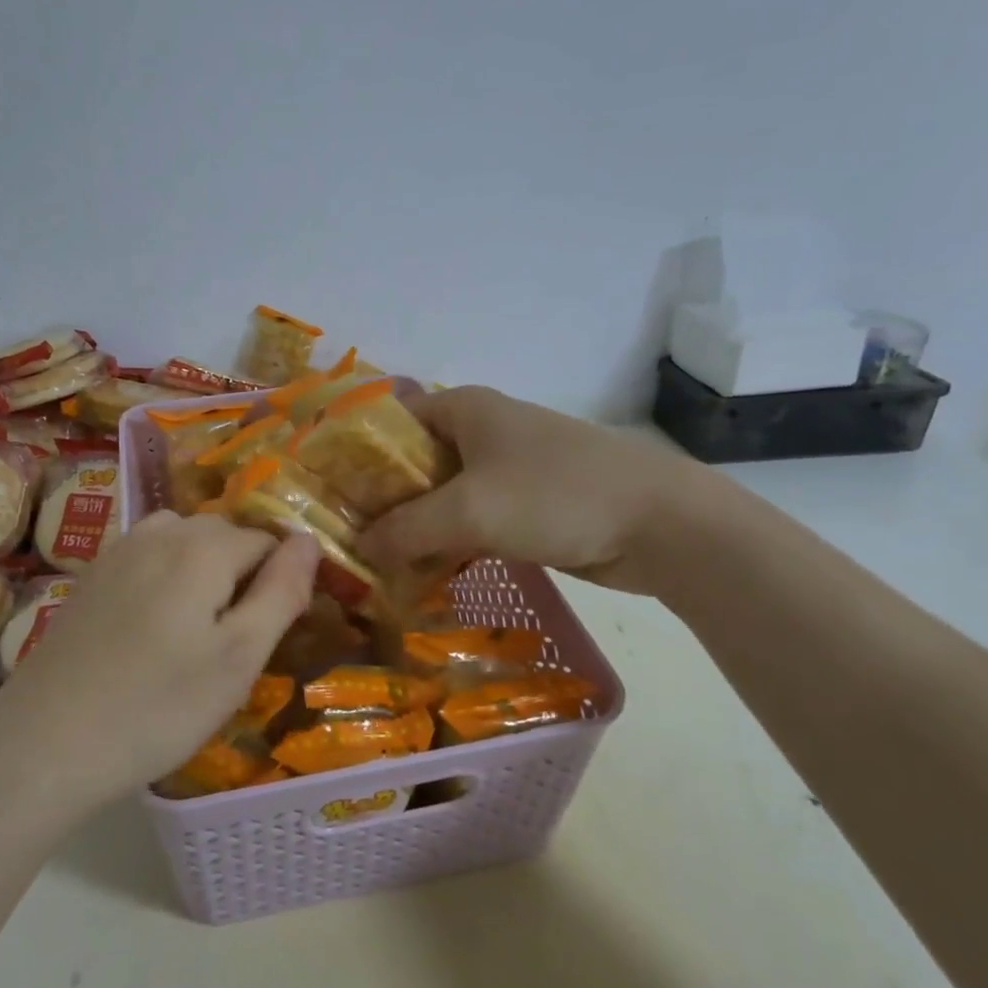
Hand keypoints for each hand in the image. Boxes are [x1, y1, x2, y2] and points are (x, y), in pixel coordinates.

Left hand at [0, 513, 318, 812]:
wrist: (45, 743)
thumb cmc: (157, 707)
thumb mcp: (239, 658)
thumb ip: (281, 592)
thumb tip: (309, 541)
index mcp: (203, 547)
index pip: (267, 542)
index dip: (277, 585)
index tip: (264, 637)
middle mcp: (161, 532)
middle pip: (225, 537)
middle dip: (240, 576)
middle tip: (230, 645)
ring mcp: (119, 550)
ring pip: (184, 543)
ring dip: (202, 574)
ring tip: (194, 635)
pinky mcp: (92, 575)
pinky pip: (148, 558)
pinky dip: (166, 579)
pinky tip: (151, 630)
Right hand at [357, 385, 722, 592]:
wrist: (660, 524)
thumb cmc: (555, 496)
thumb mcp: (468, 510)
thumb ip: (406, 529)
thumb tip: (360, 547)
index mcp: (465, 410)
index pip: (392, 420)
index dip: (357, 453)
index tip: (328, 493)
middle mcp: (482, 431)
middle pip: (414, 462)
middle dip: (382, 500)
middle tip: (345, 539)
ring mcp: (507, 469)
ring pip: (443, 496)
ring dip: (415, 528)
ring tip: (375, 566)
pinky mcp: (527, 506)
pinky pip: (472, 521)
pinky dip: (448, 544)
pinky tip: (424, 577)